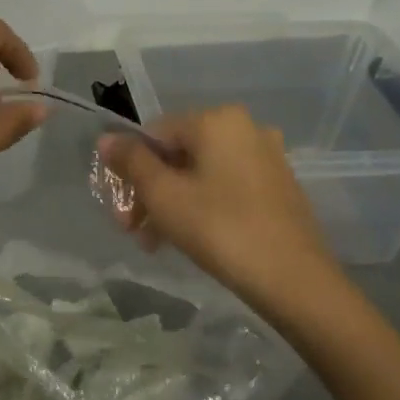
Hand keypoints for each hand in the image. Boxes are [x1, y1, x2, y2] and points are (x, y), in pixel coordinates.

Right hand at [98, 106, 339, 311]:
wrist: (293, 279)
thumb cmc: (219, 228)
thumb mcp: (163, 195)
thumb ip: (131, 162)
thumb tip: (106, 138)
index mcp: (217, 120)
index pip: (155, 134)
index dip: (130, 169)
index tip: (120, 209)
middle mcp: (245, 128)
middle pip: (178, 155)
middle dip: (150, 192)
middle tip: (134, 232)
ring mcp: (267, 157)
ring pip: (201, 174)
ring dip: (172, 204)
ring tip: (158, 243)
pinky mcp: (279, 186)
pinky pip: (226, 186)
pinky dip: (202, 206)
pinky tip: (191, 239)